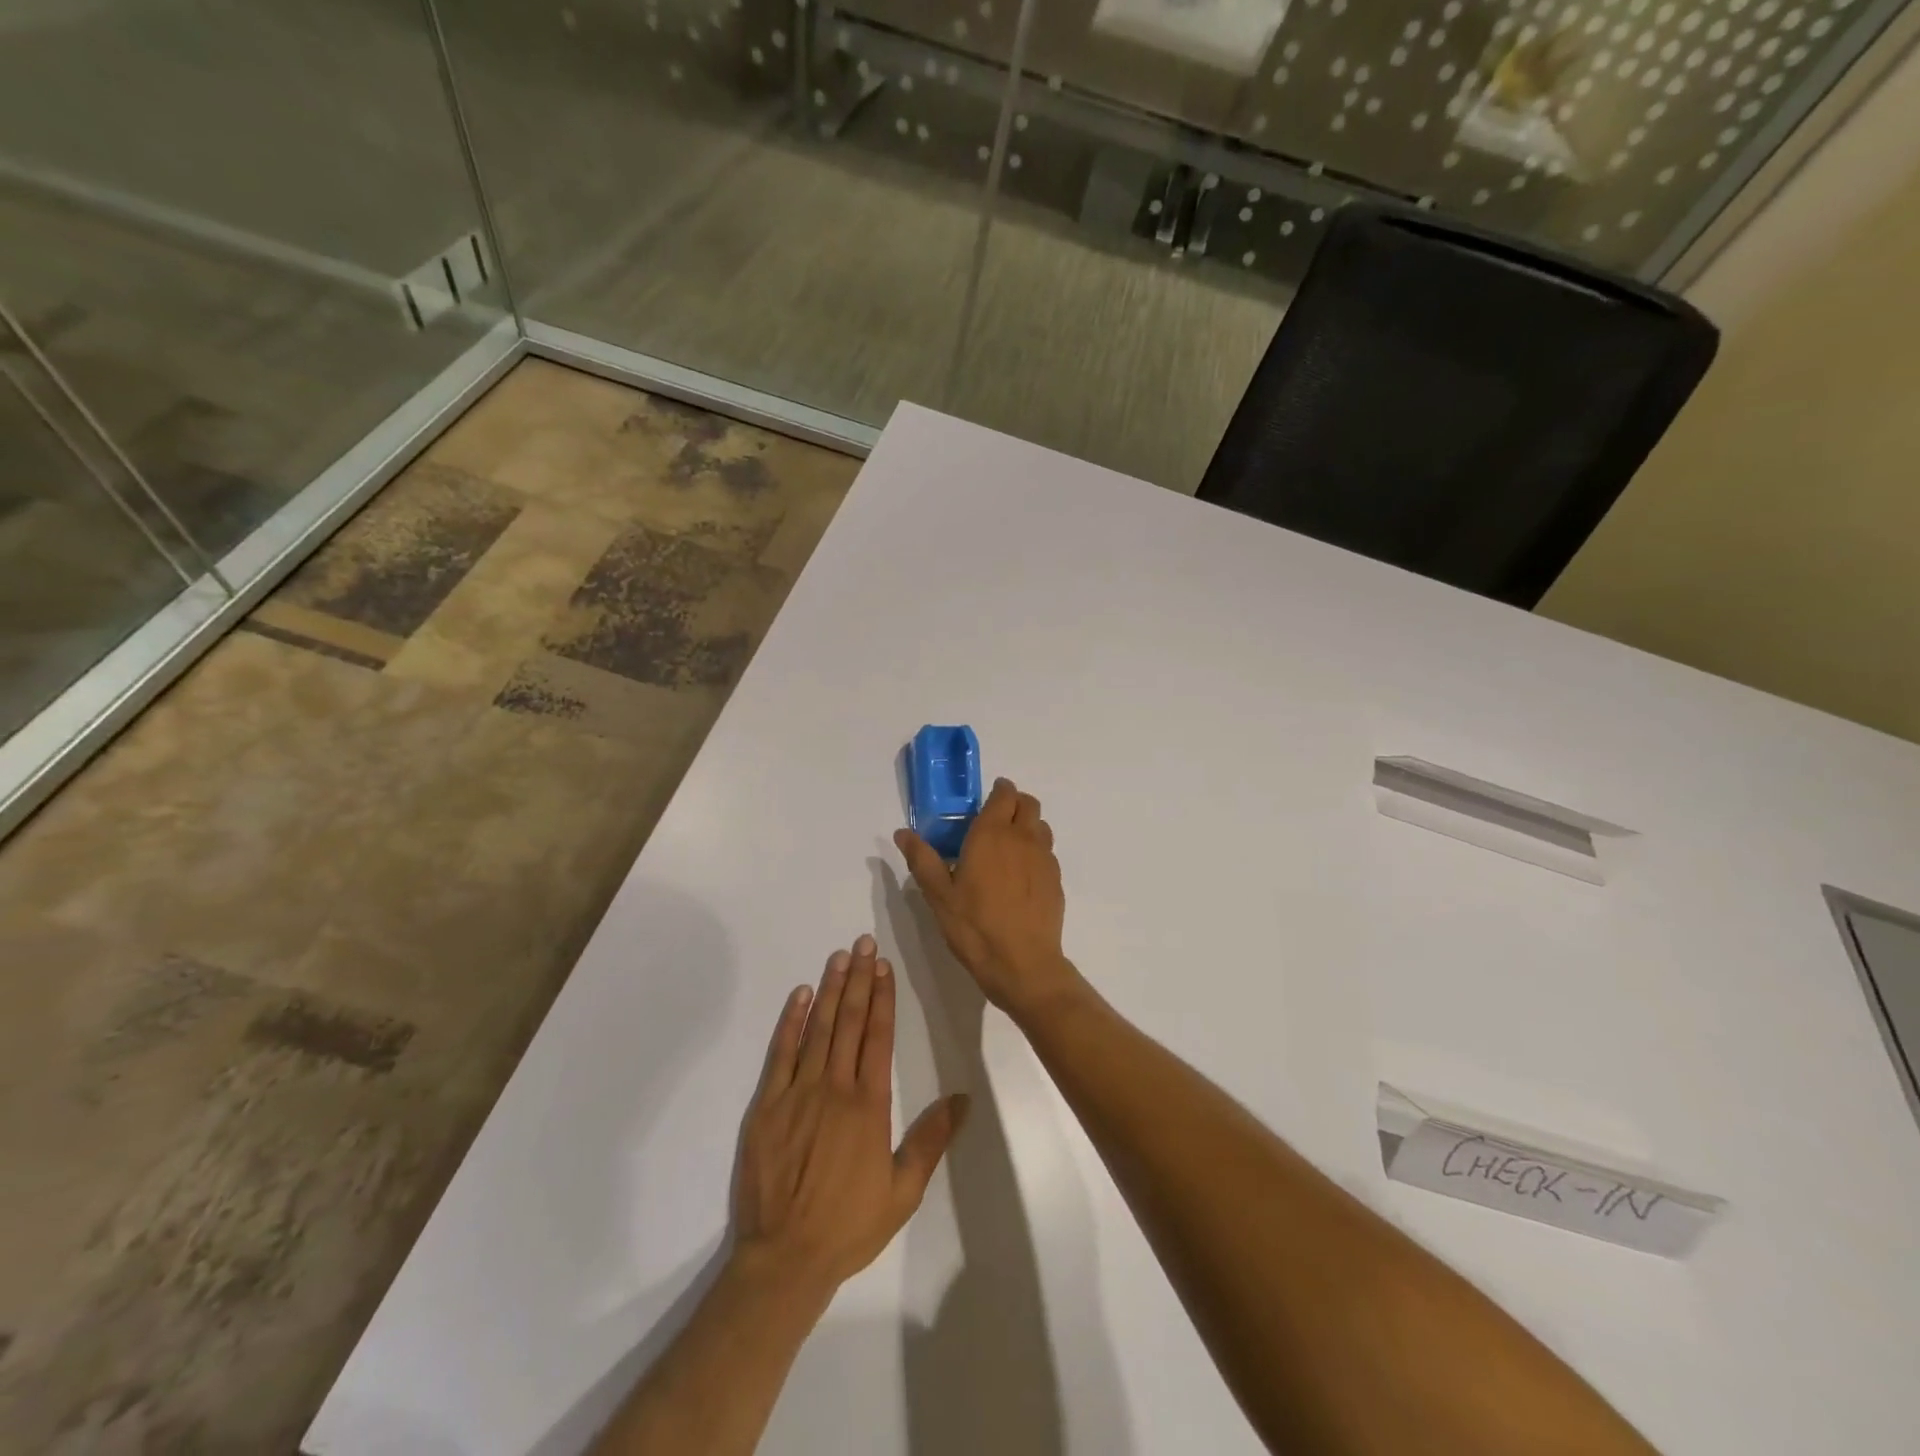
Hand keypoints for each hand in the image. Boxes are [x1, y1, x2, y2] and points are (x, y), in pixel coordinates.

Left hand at [732, 935, 968, 1300]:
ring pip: (817, 1029)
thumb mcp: (903, 1191)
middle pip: (849, 1022)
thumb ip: (930, 1140)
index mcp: (869, 1105)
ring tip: (838, 957)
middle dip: (858, 979)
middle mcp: (835, 1087)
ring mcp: (797, 1093)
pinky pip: (780, 1053)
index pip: (878, 1036)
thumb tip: (962, 1099)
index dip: (882, 998)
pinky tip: (799, 996)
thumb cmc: (849, 1226)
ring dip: (829, 990)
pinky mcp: (766, 1105)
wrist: (784, 1259)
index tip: (884, 967)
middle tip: (863, 944)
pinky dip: (790, 1021)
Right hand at [894, 778, 1081, 1019]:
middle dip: (1014, 803)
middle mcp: (1022, 838)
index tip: (986, 800)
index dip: (998, 791)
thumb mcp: (938, 895)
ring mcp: (1044, 858)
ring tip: (1008, 847)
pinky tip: (1021, 876)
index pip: (1004, 794)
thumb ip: (922, 859)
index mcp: (992, 834)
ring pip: (1040, 826)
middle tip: (995, 820)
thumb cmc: (975, 926)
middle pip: (1028, 803)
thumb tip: (902, 833)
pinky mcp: (1056, 880)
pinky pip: (1047, 852)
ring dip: (1027, 826)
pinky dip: (1035, 851)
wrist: (1023, 964)